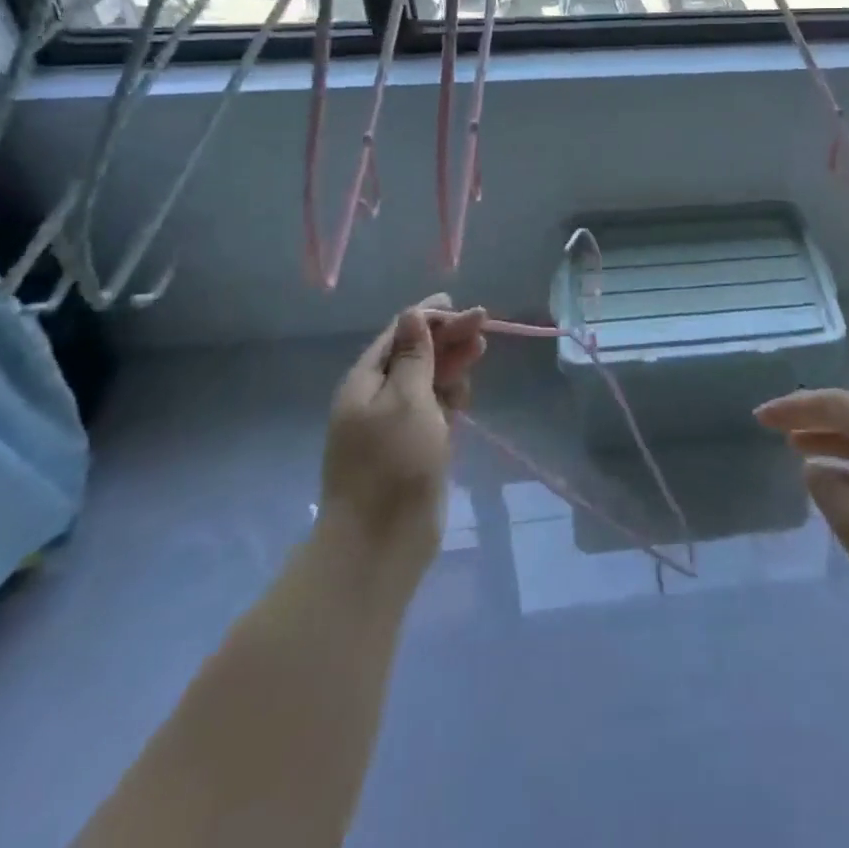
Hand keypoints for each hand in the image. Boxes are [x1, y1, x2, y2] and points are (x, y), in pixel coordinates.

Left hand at [319, 294, 486, 572]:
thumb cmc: (393, 463)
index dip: (429, 317)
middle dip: (447, 338)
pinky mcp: (412, 449)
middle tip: (483, 325)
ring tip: (480, 352)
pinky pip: (432, 411)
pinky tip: (465, 395)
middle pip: (415, 356)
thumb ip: (414, 356)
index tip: (462, 306)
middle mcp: (376, 399)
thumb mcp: (407, 399)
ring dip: (452, 365)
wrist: (380, 543)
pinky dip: (449, 397)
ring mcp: (394, 426)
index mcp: (365, 383)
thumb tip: (412, 315)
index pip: (399, 335)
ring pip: (427, 383)